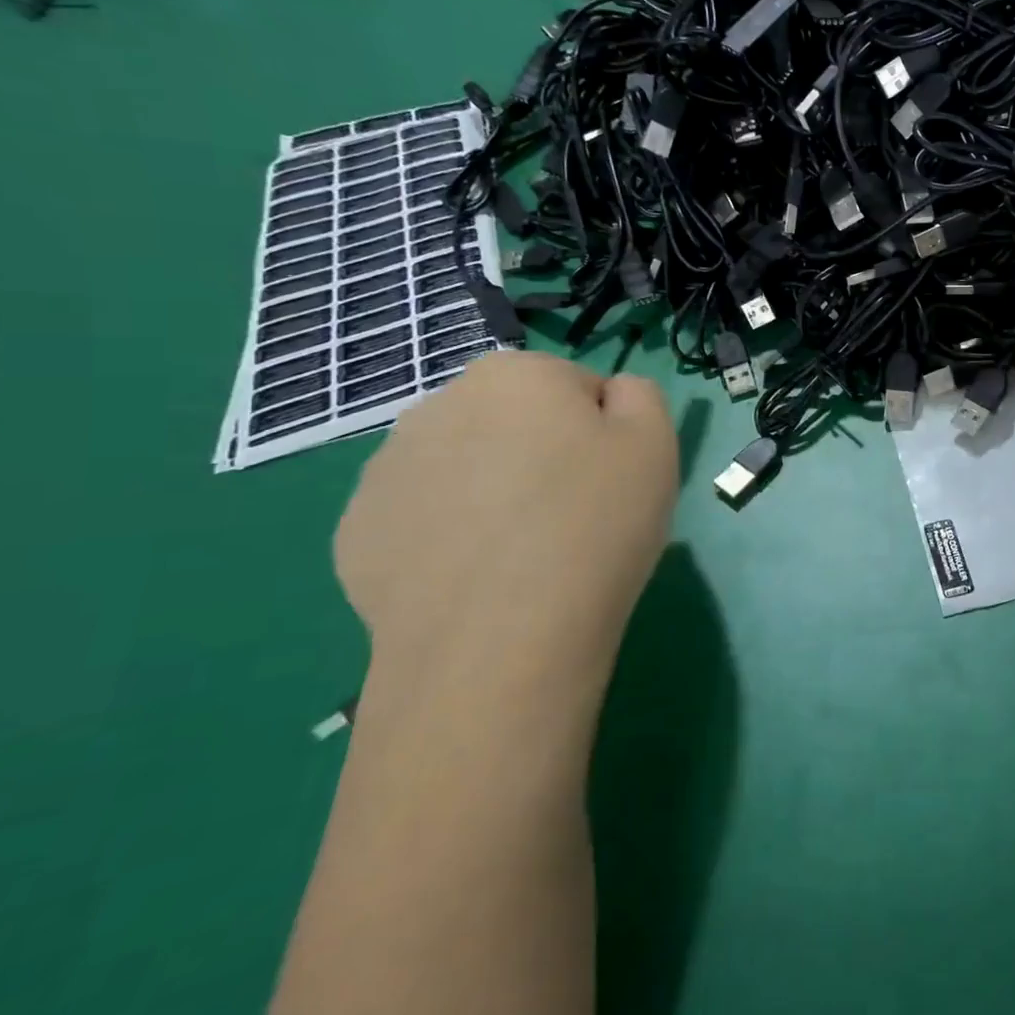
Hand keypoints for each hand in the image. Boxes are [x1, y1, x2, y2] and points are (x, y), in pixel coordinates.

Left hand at [334, 351, 677, 691]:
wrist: (500, 640)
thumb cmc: (594, 524)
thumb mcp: (655, 443)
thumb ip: (640, 395)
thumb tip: (610, 396)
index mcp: (514, 374)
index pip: (577, 388)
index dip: (604, 434)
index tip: (612, 480)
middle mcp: (439, 404)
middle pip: (515, 422)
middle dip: (543, 454)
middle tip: (573, 515)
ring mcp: (386, 470)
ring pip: (467, 468)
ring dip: (494, 491)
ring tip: (525, 553)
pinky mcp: (358, 532)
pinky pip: (426, 518)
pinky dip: (452, 536)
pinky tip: (479, 578)